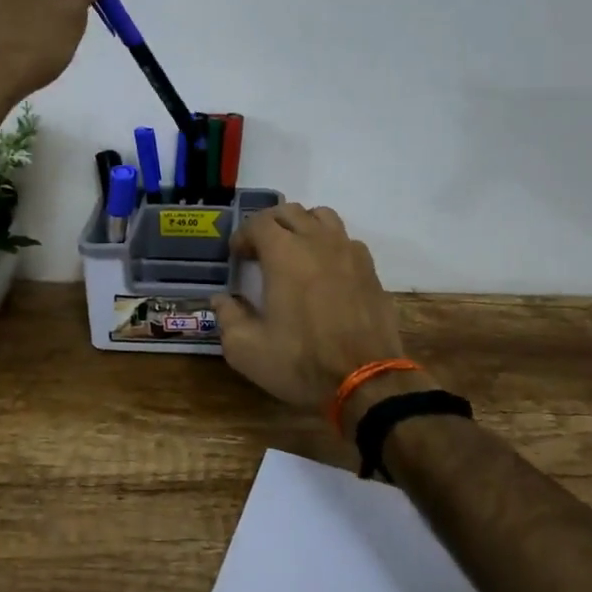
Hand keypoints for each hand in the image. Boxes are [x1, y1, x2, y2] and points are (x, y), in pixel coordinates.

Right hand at [211, 204, 408, 413]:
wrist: (366, 380)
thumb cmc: (301, 361)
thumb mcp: (247, 349)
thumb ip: (228, 318)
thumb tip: (221, 300)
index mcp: (284, 252)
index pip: (258, 222)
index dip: (243, 235)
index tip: (237, 257)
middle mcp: (317, 240)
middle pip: (289, 211)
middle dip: (270, 225)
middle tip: (260, 251)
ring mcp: (348, 251)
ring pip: (322, 216)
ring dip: (303, 226)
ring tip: (295, 251)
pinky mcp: (370, 269)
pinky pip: (346, 240)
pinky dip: (330, 244)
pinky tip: (326, 270)